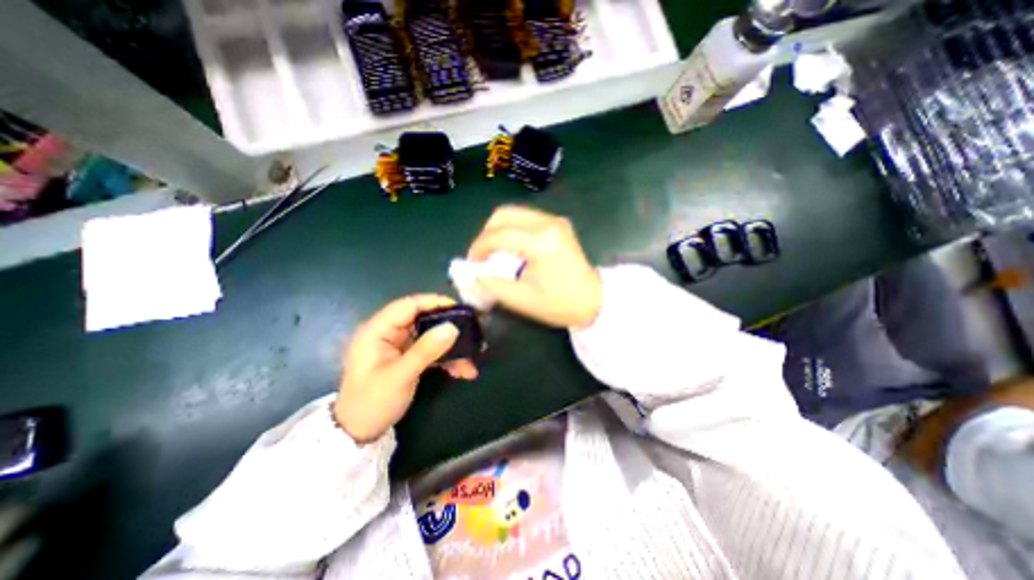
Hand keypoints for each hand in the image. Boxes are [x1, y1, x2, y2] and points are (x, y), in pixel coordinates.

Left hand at [339, 297, 478, 441]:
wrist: (359, 433)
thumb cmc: (372, 402)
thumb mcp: (400, 376)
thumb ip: (426, 350)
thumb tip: (452, 327)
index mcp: (377, 330)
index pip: (408, 305)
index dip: (434, 302)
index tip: (459, 308)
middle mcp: (388, 333)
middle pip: (423, 320)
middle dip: (448, 328)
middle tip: (471, 332)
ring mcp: (399, 346)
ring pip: (430, 336)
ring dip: (451, 347)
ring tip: (471, 360)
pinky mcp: (408, 357)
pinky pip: (431, 350)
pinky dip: (446, 358)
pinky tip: (461, 370)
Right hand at [467, 207, 603, 327]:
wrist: (594, 301)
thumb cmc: (559, 304)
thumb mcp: (521, 299)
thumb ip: (492, 284)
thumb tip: (473, 273)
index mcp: (541, 242)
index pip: (498, 235)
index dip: (478, 248)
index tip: (471, 264)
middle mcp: (548, 223)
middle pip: (504, 214)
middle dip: (486, 234)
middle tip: (482, 256)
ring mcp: (555, 221)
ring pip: (514, 213)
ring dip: (498, 230)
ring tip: (494, 253)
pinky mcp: (558, 224)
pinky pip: (526, 219)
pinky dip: (511, 230)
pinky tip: (511, 249)